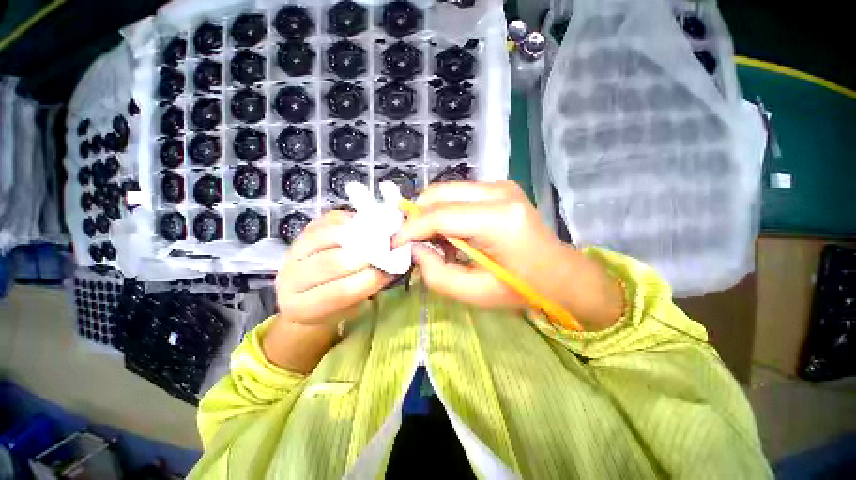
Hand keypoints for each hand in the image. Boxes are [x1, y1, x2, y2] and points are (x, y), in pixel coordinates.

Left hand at [275, 210, 390, 325]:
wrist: (304, 293)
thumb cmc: (333, 306)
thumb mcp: (350, 307)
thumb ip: (368, 287)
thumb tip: (393, 264)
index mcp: (303, 306)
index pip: (338, 293)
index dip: (369, 280)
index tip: (390, 271)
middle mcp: (291, 278)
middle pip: (331, 262)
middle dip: (365, 255)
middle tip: (388, 251)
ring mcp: (294, 251)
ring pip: (327, 237)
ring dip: (358, 235)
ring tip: (380, 237)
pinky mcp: (303, 231)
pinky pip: (328, 221)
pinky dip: (350, 221)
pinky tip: (366, 225)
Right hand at [394, 181, 623, 329]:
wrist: (559, 274)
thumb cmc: (521, 289)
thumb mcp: (474, 293)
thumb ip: (436, 273)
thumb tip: (415, 248)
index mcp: (499, 221)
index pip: (440, 215)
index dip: (410, 228)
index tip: (392, 243)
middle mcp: (500, 192)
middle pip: (439, 194)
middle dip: (417, 217)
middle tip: (412, 242)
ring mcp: (501, 185)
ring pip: (446, 191)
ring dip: (431, 215)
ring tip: (436, 241)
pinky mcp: (499, 187)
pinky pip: (458, 194)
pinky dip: (446, 212)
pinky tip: (452, 233)